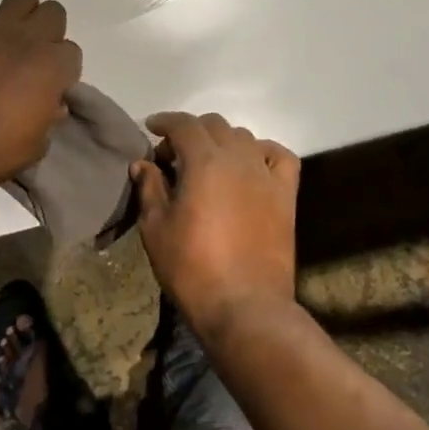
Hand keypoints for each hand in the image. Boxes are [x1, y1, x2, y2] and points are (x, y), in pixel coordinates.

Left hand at [0, 0, 82, 195]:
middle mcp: (29, 39)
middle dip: (50, 31)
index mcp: (53, 67)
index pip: (72, 53)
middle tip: (36, 52)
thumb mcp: (37, 144)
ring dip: (25, 9)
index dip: (63, 68)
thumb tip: (52, 103)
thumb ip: (49, 117)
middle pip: (54, 14)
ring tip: (19, 24)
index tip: (52, 83)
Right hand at [134, 112, 299, 339]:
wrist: (245, 308)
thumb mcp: (156, 228)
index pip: (183, 124)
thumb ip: (149, 188)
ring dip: (222, 141)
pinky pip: (279, 157)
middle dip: (191, 132)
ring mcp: (266, 175)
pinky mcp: (286, 195)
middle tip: (174, 156)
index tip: (151, 128)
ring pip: (243, 137)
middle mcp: (238, 157)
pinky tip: (251, 166)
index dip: (165, 121)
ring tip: (208, 163)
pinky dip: (262, 152)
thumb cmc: (192, 268)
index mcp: (204, 161)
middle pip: (214, 125)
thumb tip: (143, 163)